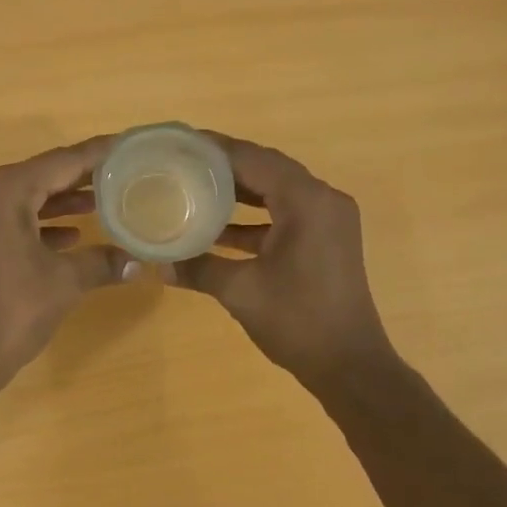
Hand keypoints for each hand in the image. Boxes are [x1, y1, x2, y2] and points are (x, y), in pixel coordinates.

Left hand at [0, 137, 132, 387]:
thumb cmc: (11, 311)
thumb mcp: (64, 283)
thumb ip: (102, 262)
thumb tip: (139, 262)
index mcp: (2, 190)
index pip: (60, 162)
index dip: (96, 154)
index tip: (126, 144)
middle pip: (40, 177)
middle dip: (80, 179)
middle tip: (121, 174)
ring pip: (22, 199)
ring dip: (59, 203)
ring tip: (102, 202)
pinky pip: (6, 219)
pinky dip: (36, 224)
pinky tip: (69, 236)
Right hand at [173, 136, 396, 385]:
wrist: (349, 364)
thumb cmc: (297, 321)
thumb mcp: (241, 291)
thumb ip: (198, 269)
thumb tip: (158, 264)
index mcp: (306, 201)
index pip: (254, 159)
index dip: (215, 149)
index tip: (179, 142)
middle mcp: (323, 200)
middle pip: (267, 168)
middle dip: (225, 165)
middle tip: (182, 161)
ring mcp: (329, 219)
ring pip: (277, 190)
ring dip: (240, 190)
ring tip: (194, 186)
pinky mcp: (327, 238)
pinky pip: (286, 212)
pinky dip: (255, 216)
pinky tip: (219, 227)